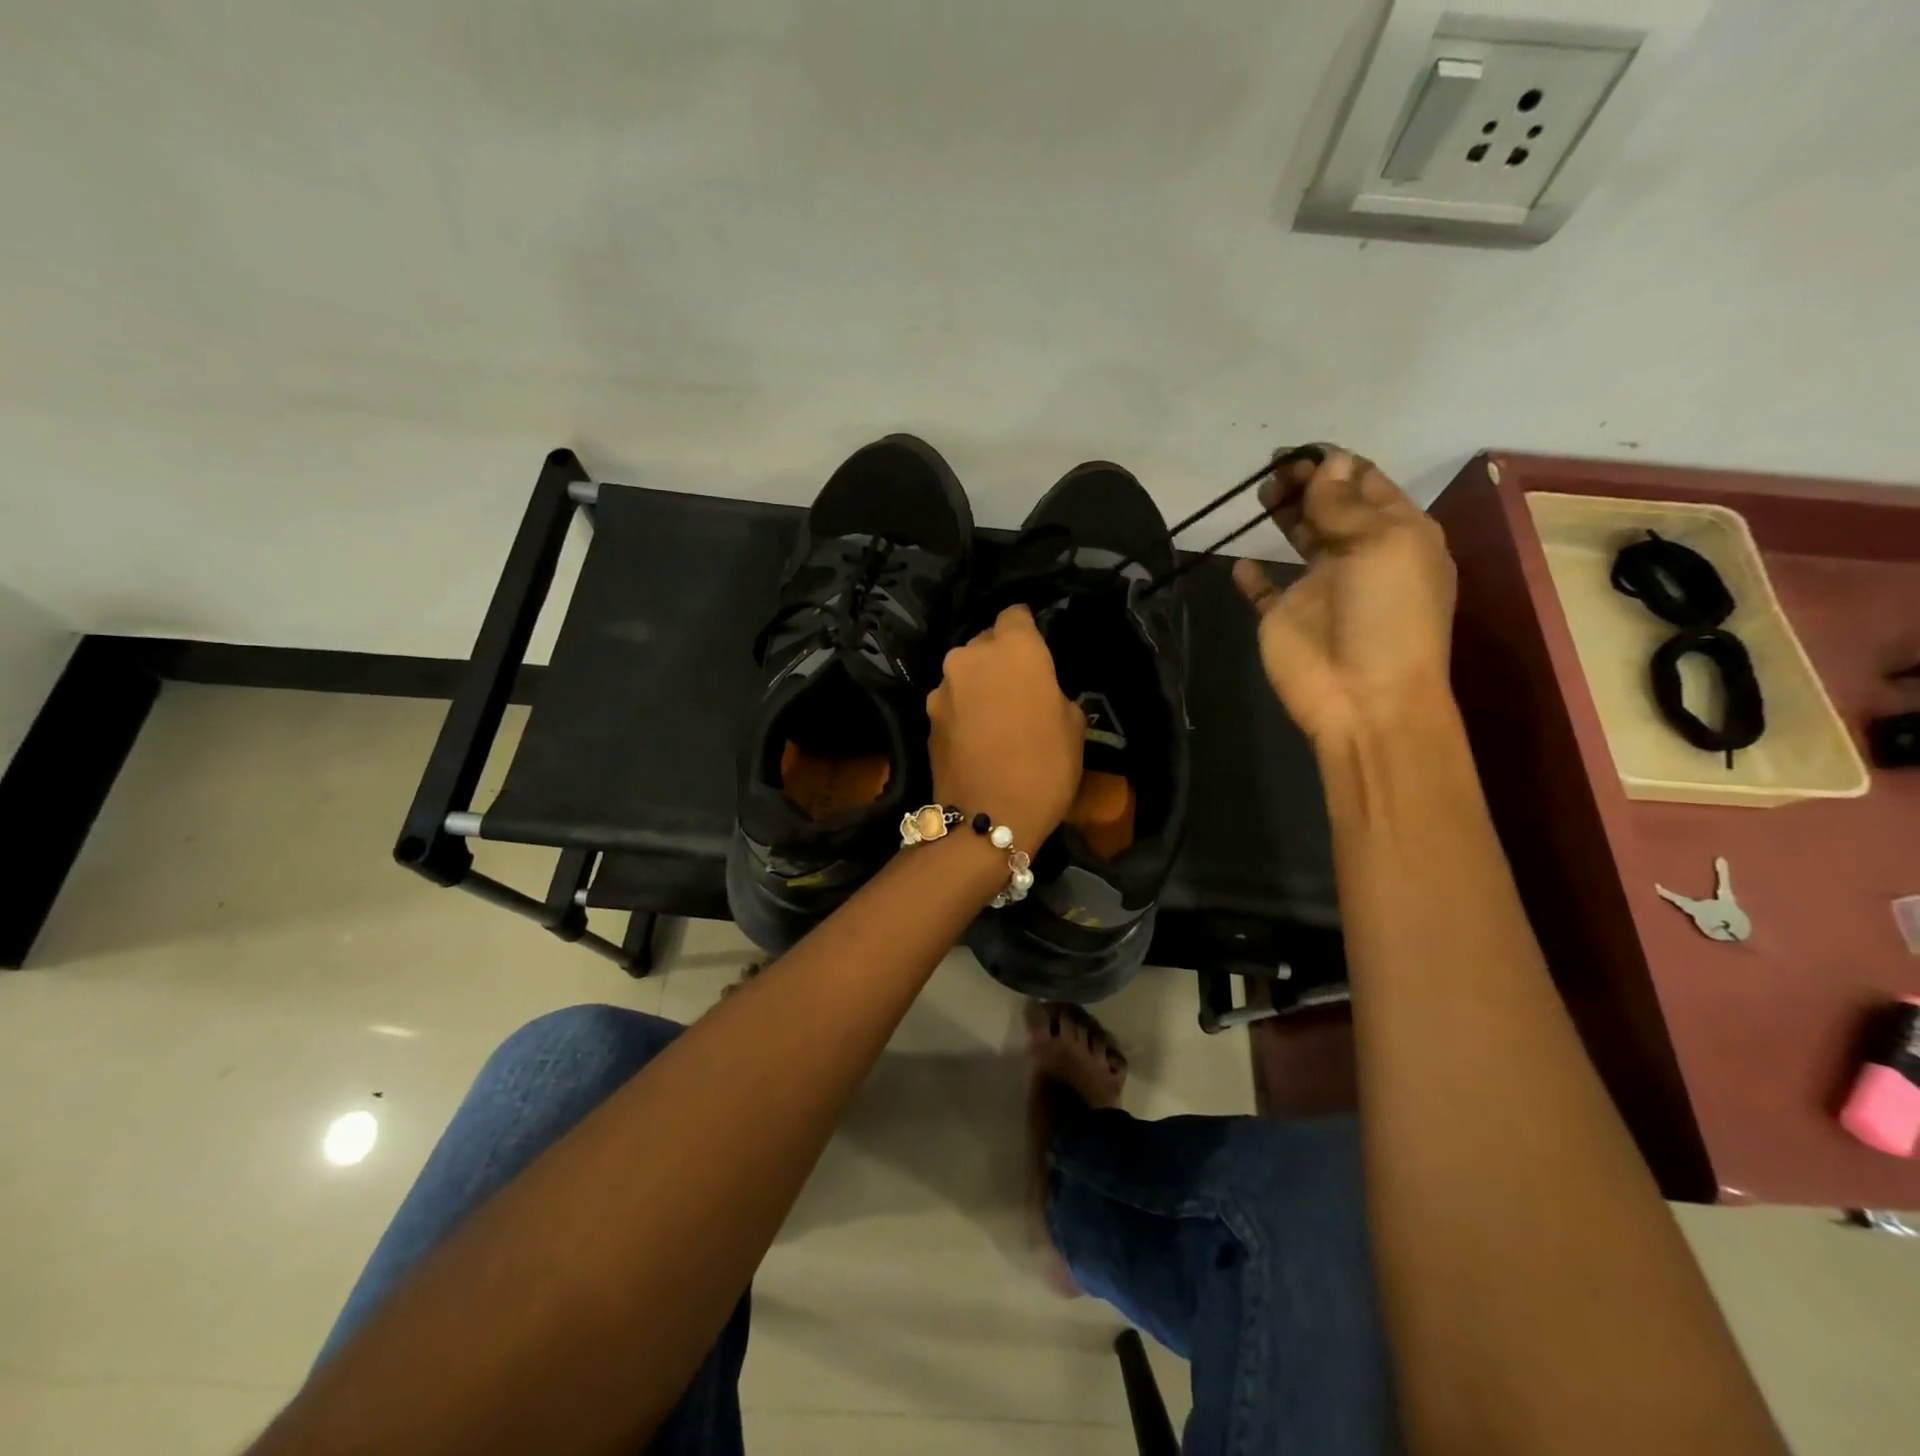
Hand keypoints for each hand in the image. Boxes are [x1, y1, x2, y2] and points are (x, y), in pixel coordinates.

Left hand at [927, 605, 1086, 847]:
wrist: (989, 817)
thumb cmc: (1045, 767)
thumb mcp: (1073, 725)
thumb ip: (1053, 691)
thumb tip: (1040, 691)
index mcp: (1014, 647)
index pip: (1015, 614)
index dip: (1026, 631)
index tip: (1036, 653)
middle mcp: (971, 656)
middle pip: (985, 643)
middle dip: (1000, 659)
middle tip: (1018, 690)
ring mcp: (943, 686)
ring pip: (965, 673)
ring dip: (978, 685)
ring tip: (994, 719)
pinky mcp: (927, 716)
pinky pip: (951, 700)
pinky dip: (962, 710)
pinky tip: (975, 738)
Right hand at [1233, 448, 1456, 750]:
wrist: (1363, 696)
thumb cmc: (1386, 615)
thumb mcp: (1380, 545)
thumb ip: (1346, 504)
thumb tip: (1330, 462)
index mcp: (1397, 535)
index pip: (1367, 485)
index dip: (1336, 464)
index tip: (1300, 451)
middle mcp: (1359, 555)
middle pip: (1330, 506)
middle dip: (1306, 482)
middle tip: (1273, 470)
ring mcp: (1319, 587)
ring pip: (1299, 538)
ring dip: (1283, 514)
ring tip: (1260, 493)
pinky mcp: (1284, 617)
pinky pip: (1264, 590)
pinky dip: (1252, 575)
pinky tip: (1241, 561)